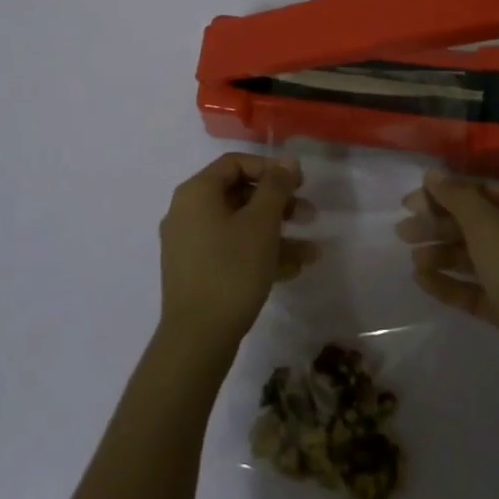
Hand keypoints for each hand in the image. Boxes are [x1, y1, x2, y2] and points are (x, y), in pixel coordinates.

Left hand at [158, 153, 315, 356]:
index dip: (270, 168)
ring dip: (276, 233)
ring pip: (238, 226)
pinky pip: (231, 250)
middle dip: (278, 205)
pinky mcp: (196, 271)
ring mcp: (189, 243)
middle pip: (238, 194)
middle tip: (310, 215)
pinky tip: (293, 269)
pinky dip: (259, 253)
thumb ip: (276, 187)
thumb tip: (287, 160)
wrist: (197, 338)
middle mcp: (187, 211)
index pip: (235, 163)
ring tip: (311, 251)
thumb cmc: (231, 270)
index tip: (300, 183)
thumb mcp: (261, 224)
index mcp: (196, 192)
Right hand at [398, 171, 498, 405]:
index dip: (445, 194)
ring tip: (413, 260)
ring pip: (476, 257)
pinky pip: (479, 289)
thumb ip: (458, 198)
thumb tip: (432, 173)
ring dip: (443, 254)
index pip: (483, 191)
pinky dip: (453, 283)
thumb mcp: (489, 228)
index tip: (410, 203)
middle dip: (439, 226)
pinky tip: (423, 282)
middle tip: (403, 232)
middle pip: (478, 224)